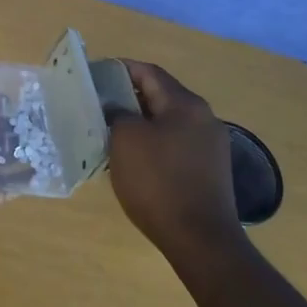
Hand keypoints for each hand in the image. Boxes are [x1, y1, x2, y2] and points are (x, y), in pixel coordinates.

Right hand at [106, 60, 240, 251]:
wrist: (199, 238)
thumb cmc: (158, 182)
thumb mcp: (126, 140)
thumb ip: (118, 113)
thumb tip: (117, 108)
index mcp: (185, 104)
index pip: (149, 72)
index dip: (120, 69)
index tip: (95, 74)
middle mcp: (204, 118)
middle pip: (161, 96)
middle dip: (128, 97)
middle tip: (99, 105)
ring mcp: (210, 145)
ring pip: (167, 122)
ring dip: (140, 123)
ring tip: (111, 132)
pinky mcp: (209, 170)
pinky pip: (175, 144)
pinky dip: (153, 143)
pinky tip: (134, 159)